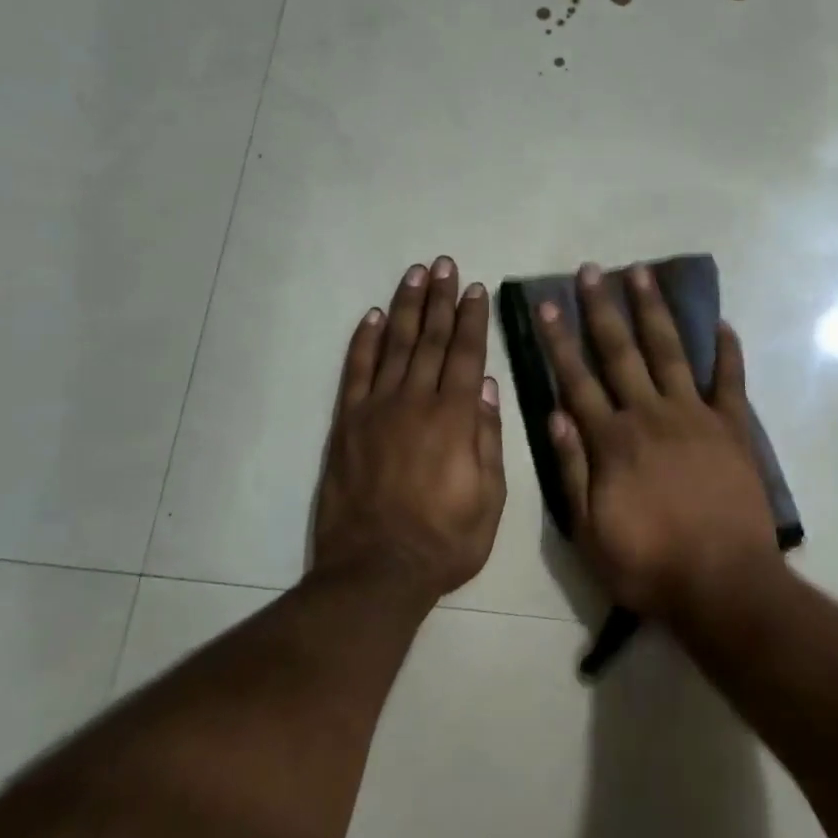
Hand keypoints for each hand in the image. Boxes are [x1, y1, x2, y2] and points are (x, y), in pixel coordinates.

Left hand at [312, 257, 506, 601]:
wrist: (375, 572)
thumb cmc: (445, 541)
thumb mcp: (490, 499)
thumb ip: (489, 439)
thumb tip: (488, 387)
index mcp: (456, 419)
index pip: (467, 355)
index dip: (472, 319)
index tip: (476, 289)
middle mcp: (416, 402)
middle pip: (431, 340)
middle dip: (441, 300)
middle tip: (445, 265)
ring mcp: (376, 410)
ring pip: (395, 346)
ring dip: (407, 307)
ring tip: (416, 274)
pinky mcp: (347, 424)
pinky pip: (356, 372)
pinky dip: (365, 342)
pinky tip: (374, 317)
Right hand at [536, 262, 778, 620]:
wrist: (722, 584)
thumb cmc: (648, 564)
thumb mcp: (588, 531)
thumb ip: (570, 470)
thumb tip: (554, 413)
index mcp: (612, 440)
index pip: (577, 380)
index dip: (559, 341)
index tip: (547, 305)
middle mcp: (650, 415)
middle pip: (621, 352)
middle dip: (601, 309)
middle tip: (591, 270)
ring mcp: (695, 416)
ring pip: (670, 352)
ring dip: (653, 311)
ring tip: (642, 274)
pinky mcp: (733, 428)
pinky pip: (730, 381)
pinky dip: (727, 351)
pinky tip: (721, 323)